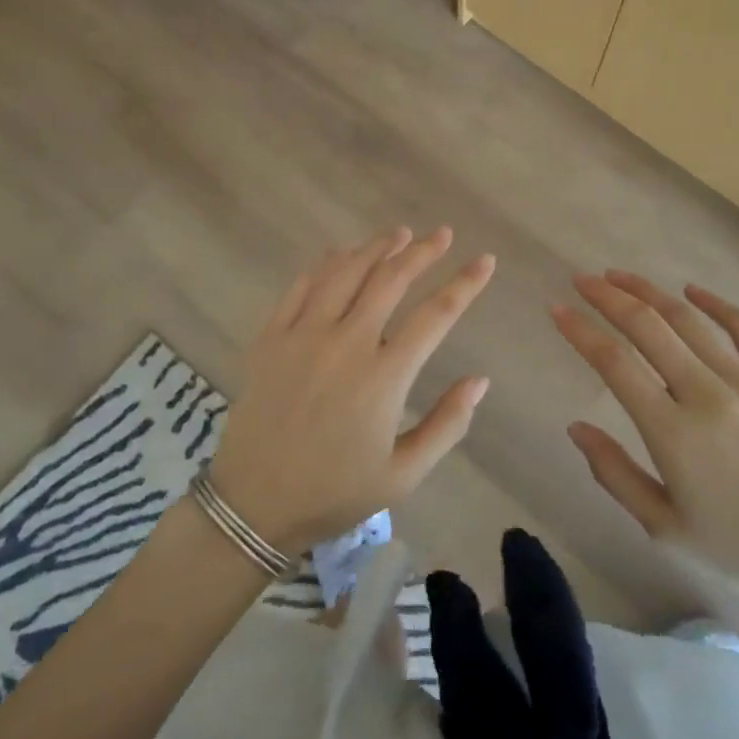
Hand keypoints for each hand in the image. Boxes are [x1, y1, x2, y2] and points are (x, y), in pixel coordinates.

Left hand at [209, 227, 495, 554]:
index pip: (436, 314)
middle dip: (422, 251)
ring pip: (346, 272)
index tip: (485, 260)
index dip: (465, 284)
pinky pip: (301, 286)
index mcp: (384, 376)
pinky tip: (339, 254)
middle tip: (442, 235)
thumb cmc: (334, 493)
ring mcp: (304, 335)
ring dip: (376, 248)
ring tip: (398, 233)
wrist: (253, 504)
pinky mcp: (271, 337)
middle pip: (391, 279)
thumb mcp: (403, 475)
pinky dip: (326, 264)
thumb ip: (447, 424)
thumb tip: (480, 380)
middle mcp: (346, 342)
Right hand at [555, 271, 738, 607]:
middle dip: (608, 297)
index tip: (557, 309)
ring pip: (688, 319)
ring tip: (620, 276)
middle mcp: (706, 393)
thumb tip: (575, 428)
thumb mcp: (666, 529)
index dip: (580, 331)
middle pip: (647, 327)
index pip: (614, 363)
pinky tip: (691, 290)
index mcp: (672, 432)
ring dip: (649, 291)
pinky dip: (714, 303)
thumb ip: (615, 474)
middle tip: (582, 281)